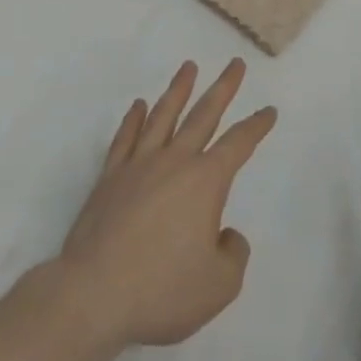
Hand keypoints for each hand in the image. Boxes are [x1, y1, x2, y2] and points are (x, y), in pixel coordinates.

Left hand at [56, 59, 276, 349]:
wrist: (92, 297)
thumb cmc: (161, 290)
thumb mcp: (218, 286)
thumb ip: (233, 254)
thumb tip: (225, 234)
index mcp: (206, 181)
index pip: (238, 144)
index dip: (256, 126)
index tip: (269, 111)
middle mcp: (175, 162)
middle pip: (203, 115)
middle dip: (223, 88)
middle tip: (235, 64)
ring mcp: (138, 166)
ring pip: (163, 116)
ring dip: (179, 90)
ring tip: (188, 67)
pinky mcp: (109, 179)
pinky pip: (125, 139)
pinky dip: (133, 119)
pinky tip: (138, 105)